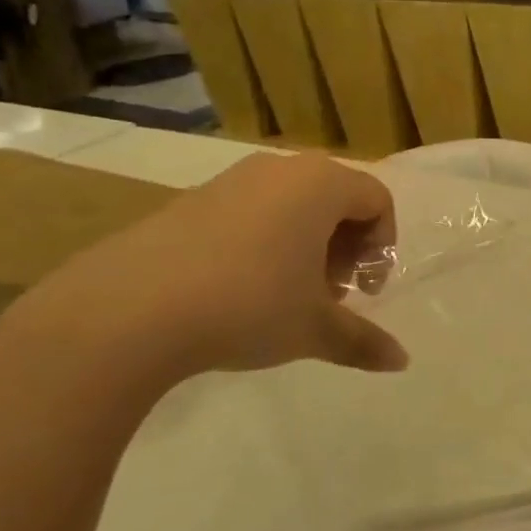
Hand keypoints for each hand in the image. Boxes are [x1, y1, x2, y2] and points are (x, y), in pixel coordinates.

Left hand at [0, 152, 407, 396]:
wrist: (129, 310)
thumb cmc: (248, 305)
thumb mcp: (314, 328)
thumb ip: (363, 341)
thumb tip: (401, 361)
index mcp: (320, 184)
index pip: (376, 199)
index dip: (382, 246)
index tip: (365, 291)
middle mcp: (280, 169)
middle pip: (335, 198)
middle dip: (345, 247)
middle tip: (332, 295)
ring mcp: (231, 180)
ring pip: (291, 204)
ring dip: (306, 246)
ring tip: (289, 296)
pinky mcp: (191, 199)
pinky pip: (250, 210)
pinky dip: (265, 242)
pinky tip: (242, 289)